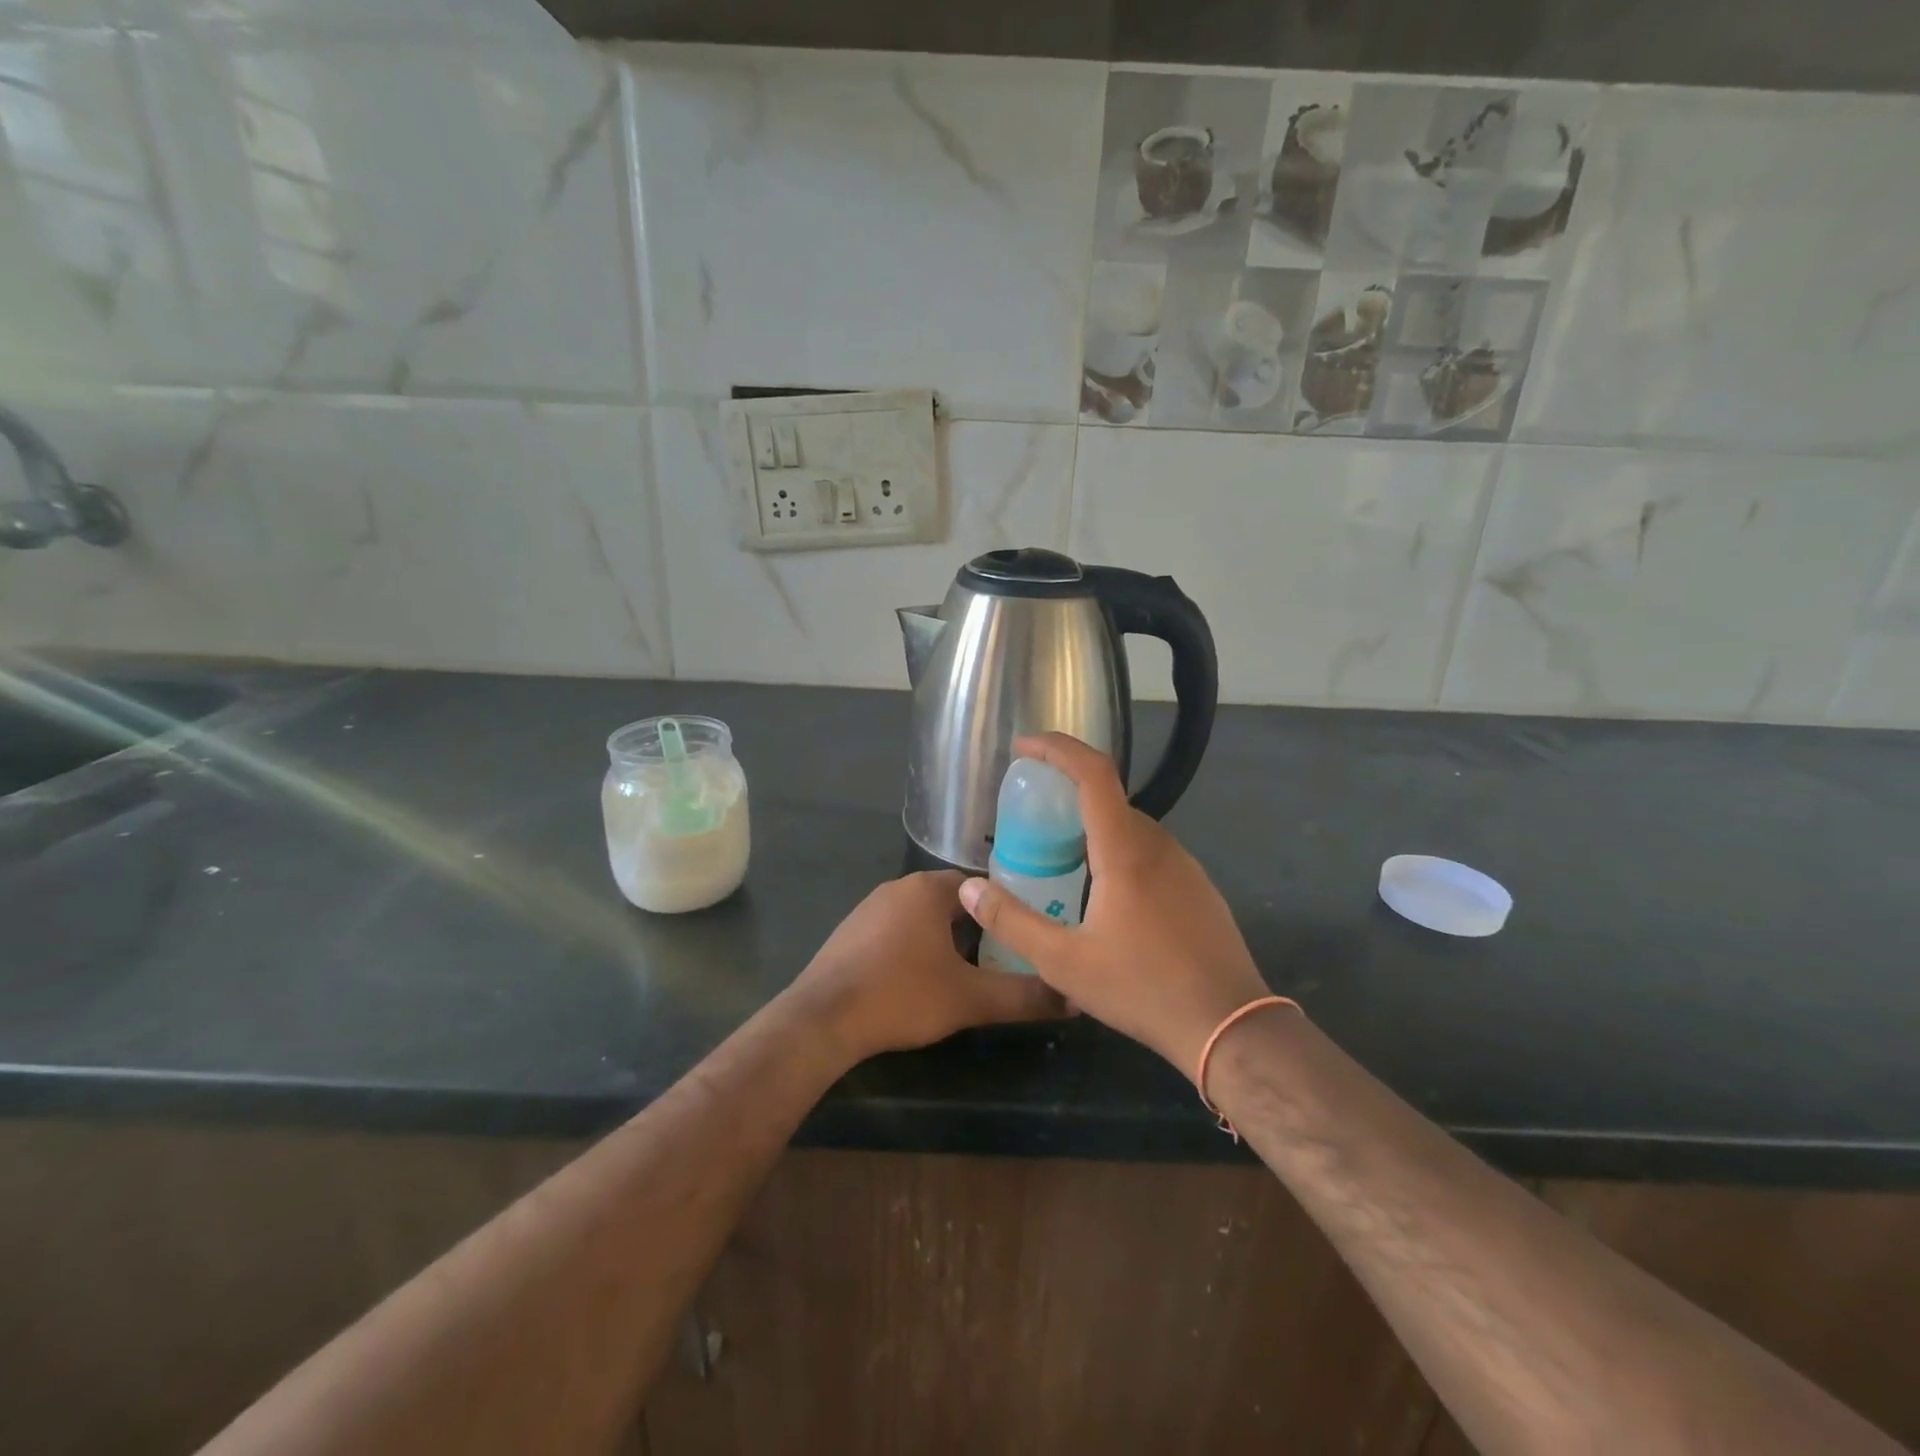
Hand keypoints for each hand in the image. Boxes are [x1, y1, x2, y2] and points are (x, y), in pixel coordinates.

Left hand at [787, 870, 1064, 1063]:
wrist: (823, 1019)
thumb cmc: (901, 995)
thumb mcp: (970, 999)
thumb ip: (1023, 996)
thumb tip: (1073, 998)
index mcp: (929, 889)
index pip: (980, 886)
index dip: (1005, 910)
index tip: (1025, 934)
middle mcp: (899, 887)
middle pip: (952, 901)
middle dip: (977, 927)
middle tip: (1003, 958)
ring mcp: (869, 907)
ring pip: (922, 916)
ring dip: (945, 938)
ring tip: (968, 972)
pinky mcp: (851, 931)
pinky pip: (896, 930)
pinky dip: (915, 947)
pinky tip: (920, 980)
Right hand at [958, 733, 1270, 1078]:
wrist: (1230, 1025)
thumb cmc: (1142, 988)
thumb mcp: (1063, 962)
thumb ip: (1011, 922)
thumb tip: (969, 889)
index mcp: (1125, 850)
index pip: (1093, 773)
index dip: (1057, 748)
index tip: (1024, 746)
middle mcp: (1159, 845)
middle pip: (1109, 799)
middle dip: (1067, 794)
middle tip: (1031, 819)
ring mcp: (1185, 866)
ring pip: (1131, 828)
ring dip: (1093, 828)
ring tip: (1060, 861)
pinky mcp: (1198, 889)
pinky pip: (1150, 853)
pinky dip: (1118, 852)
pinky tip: (1105, 898)